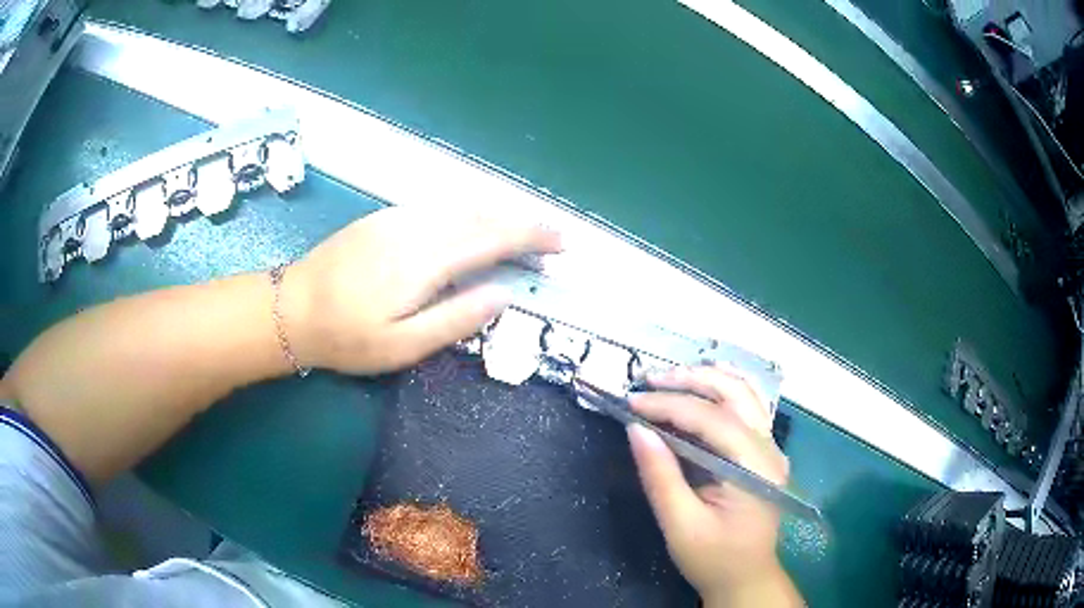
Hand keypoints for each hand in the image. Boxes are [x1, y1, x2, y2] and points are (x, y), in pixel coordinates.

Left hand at [282, 207, 561, 374]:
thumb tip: (503, 295)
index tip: (561, 244)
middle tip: (550, 242)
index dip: (532, 237)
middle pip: (482, 215)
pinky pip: (439, 207)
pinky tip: (473, 226)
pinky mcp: (384, 218)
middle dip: (522, 224)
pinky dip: (469, 213)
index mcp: (425, 259)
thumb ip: (456, 319)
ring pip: (461, 206)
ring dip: (497, 216)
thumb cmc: (346, 336)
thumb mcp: (403, 345)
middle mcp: (416, 227)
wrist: (290, 307)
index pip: (493, 238)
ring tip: (520, 235)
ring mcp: (398, 217)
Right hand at [627, 365, 799, 605]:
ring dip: (707, 379)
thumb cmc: (714, 558)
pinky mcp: (764, 452)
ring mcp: (771, 448)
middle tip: (649, 379)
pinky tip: (701, 387)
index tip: (631, 402)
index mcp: (754, 467)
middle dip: (690, 380)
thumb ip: (661, 477)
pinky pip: (747, 406)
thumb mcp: (681, 525)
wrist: (746, 577)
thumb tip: (636, 429)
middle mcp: (769, 448)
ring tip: (670, 377)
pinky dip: (722, 390)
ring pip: (745, 393)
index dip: (668, 405)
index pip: (711, 419)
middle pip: (734, 393)